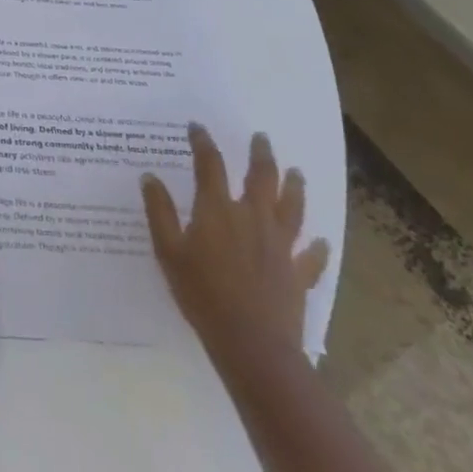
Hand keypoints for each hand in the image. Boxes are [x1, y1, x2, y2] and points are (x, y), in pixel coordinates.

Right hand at [142, 125, 329, 368]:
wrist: (252, 344)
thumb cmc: (202, 294)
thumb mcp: (168, 251)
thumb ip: (159, 212)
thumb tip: (150, 177)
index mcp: (218, 210)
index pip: (210, 164)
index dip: (202, 142)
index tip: (196, 127)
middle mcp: (252, 218)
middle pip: (260, 177)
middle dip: (260, 154)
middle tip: (261, 137)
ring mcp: (280, 246)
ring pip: (292, 207)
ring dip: (294, 186)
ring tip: (296, 171)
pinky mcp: (298, 274)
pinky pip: (312, 256)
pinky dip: (317, 248)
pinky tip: (321, 242)